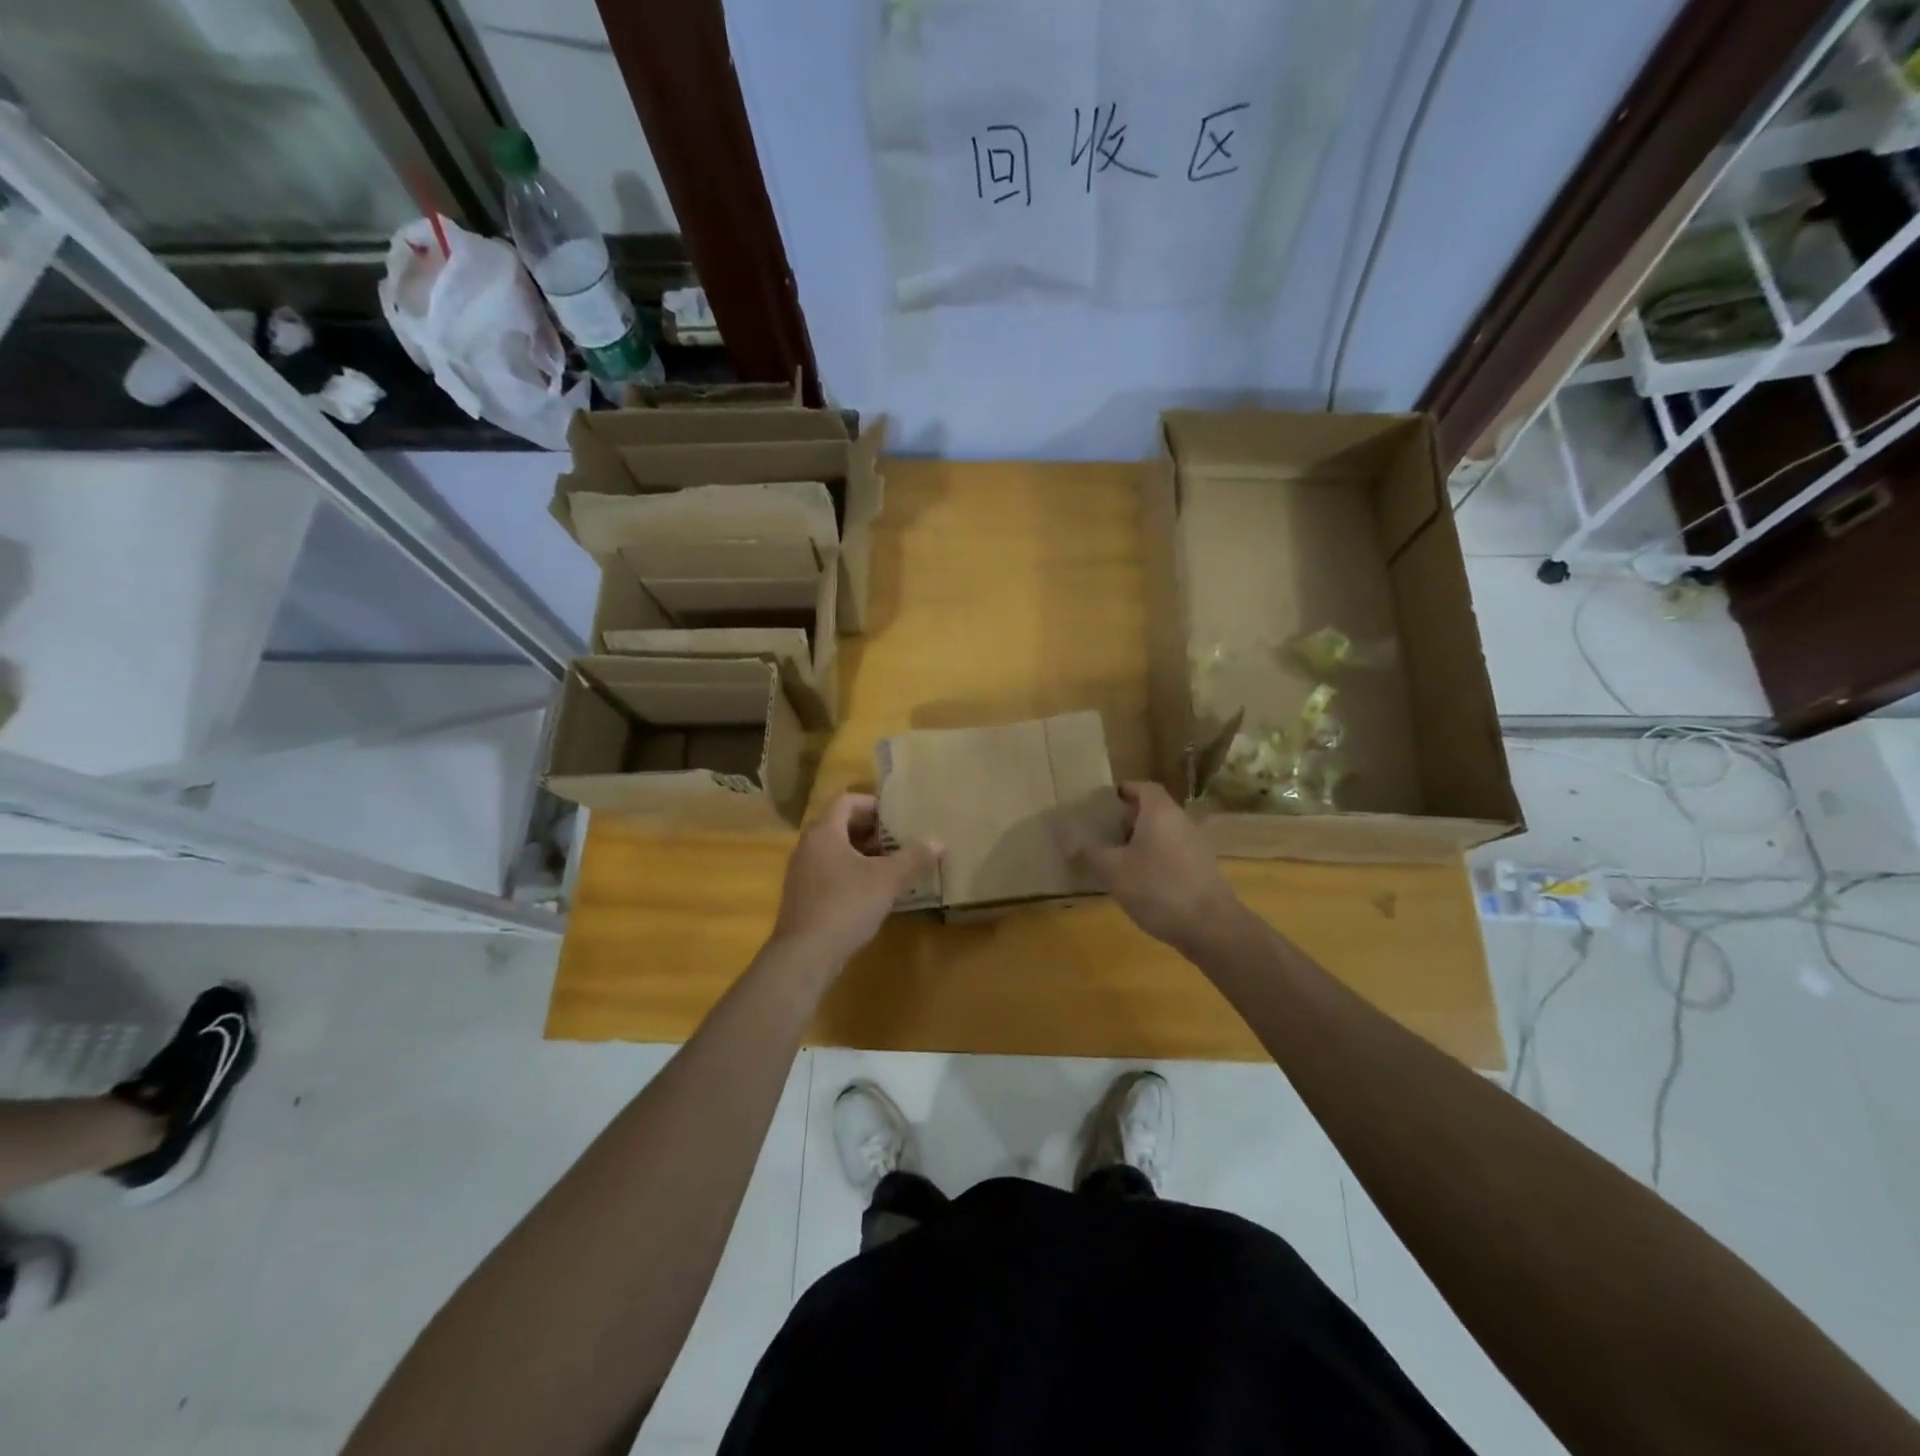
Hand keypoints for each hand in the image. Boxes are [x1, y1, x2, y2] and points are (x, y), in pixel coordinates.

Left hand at [769, 793, 940, 967]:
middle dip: (871, 831)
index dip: (873, 804)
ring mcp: (801, 873)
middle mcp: (807, 846)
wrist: (805, 955)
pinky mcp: (802, 897)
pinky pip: (829, 873)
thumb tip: (938, 842)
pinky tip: (872, 893)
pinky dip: (851, 874)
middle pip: (840, 825)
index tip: (896, 817)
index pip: (846, 801)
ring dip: (862, 854)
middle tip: (899, 841)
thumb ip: (913, 858)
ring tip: (891, 867)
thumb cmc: (846, 905)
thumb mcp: (887, 880)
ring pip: (835, 851)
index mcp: (824, 832)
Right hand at [1066, 782, 1240, 952]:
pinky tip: (1139, 881)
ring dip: (1140, 841)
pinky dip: (1154, 858)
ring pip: (1162, 833)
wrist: (1211, 927)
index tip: (1104, 801)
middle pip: (1152, 810)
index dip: (1123, 790)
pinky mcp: (1200, 869)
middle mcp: (1180, 821)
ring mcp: (1195, 846)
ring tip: (1115, 858)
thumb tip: (1069, 843)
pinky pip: (1172, 853)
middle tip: (1103, 832)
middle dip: (1127, 819)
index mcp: (1160, 812)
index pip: (1143, 787)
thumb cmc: (1158, 888)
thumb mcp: (1114, 871)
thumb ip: (1091, 854)